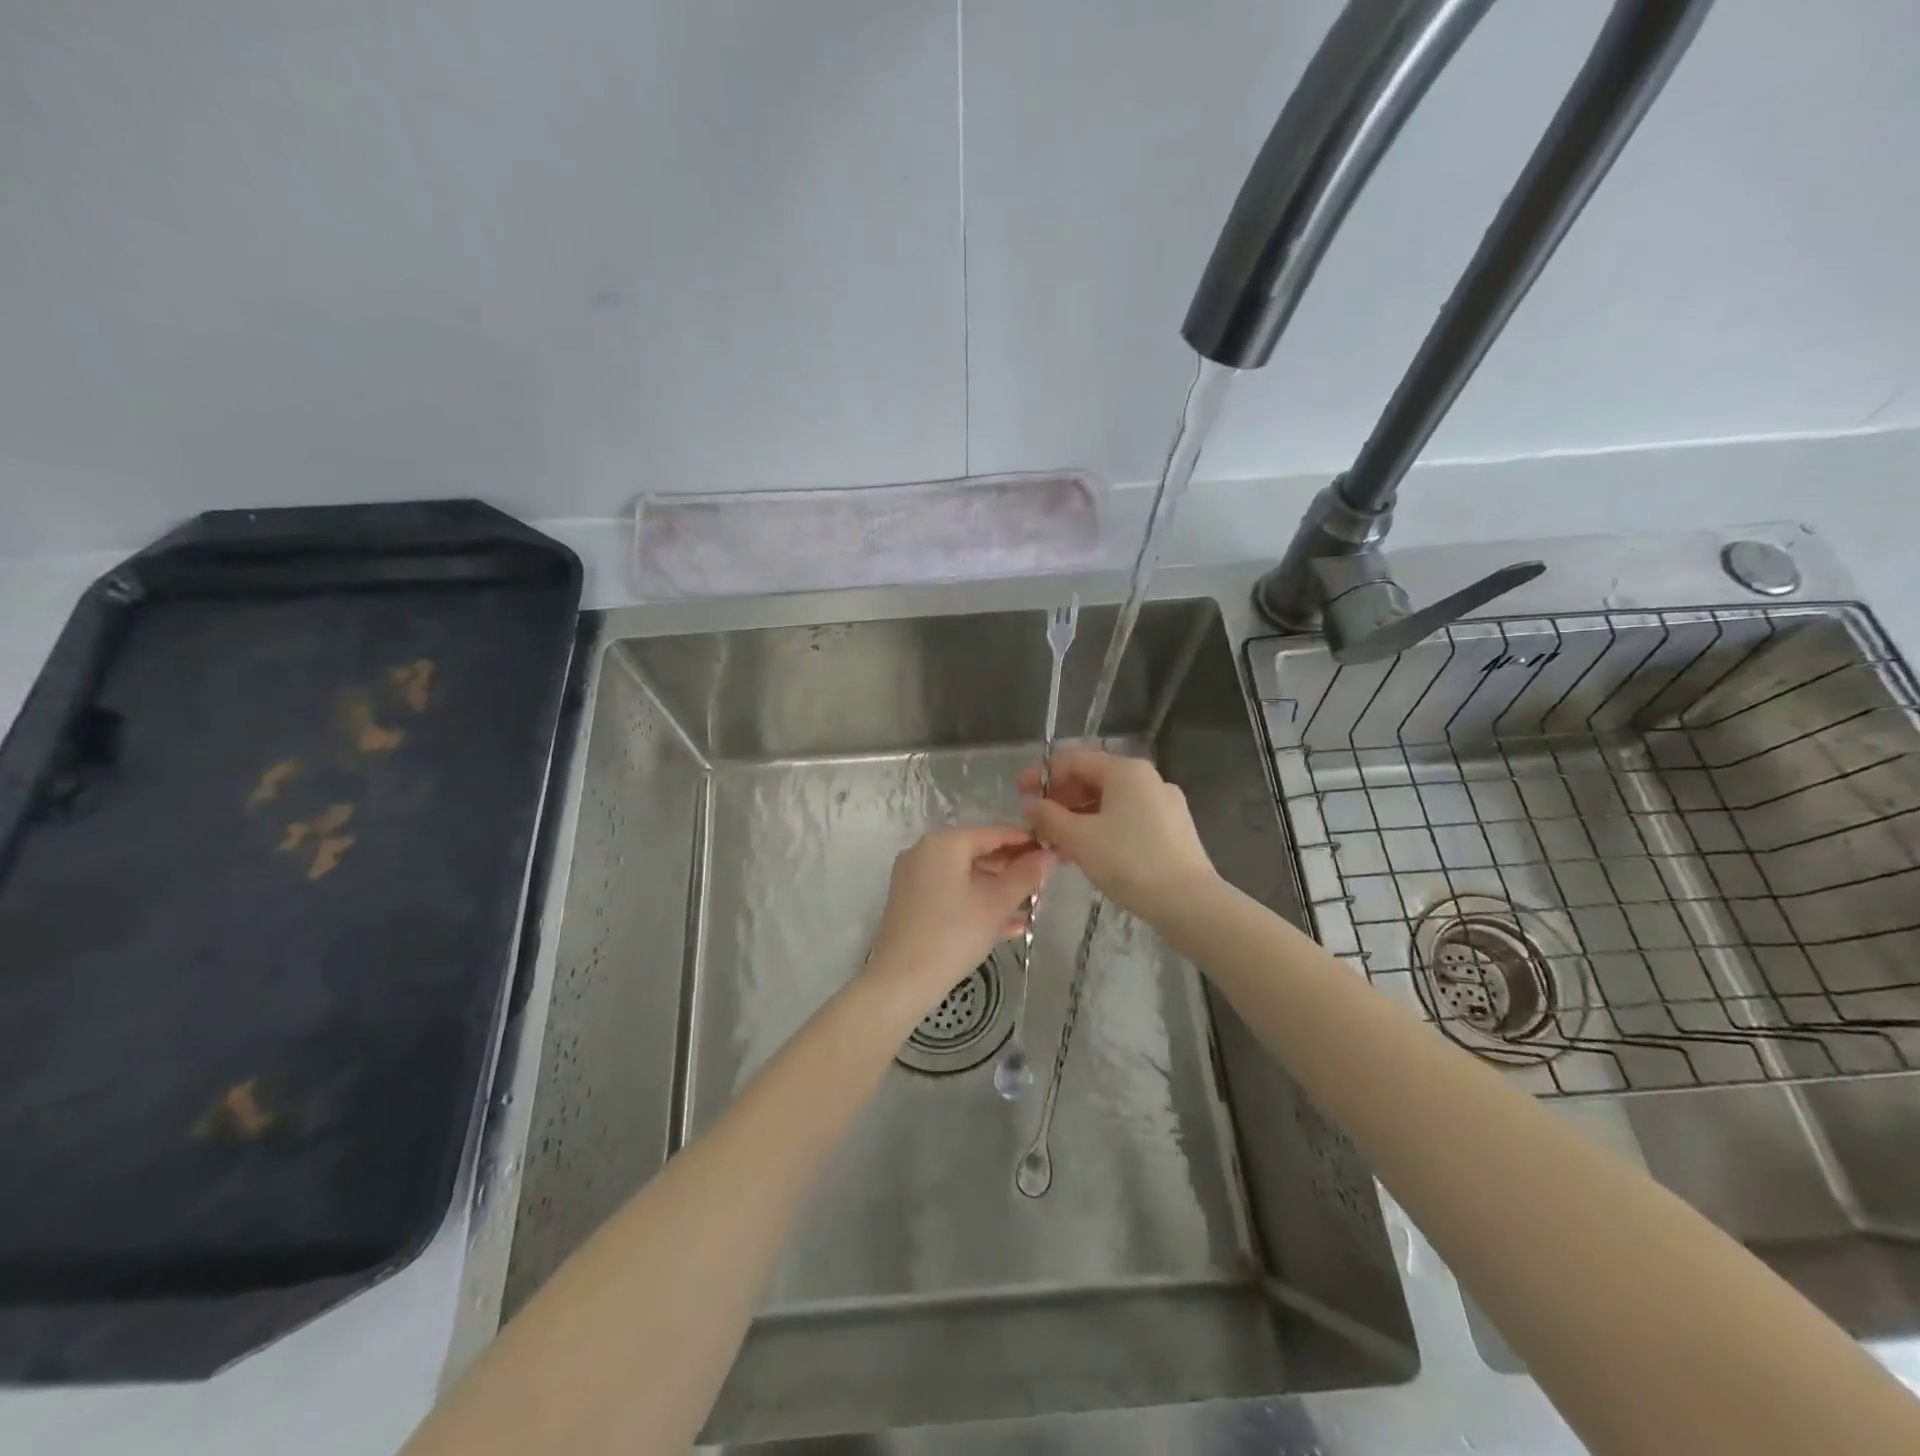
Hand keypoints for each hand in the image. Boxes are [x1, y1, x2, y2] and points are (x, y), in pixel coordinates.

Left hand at [863, 826, 1053, 1019]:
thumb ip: (1025, 876)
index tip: (1053, 852)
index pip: (994, 833)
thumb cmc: (953, 934)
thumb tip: (1048, 855)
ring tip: (1032, 905)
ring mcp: (915, 878)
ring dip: (998, 889)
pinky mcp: (912, 903)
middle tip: (1044, 883)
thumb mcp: (996, 904)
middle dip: (1012, 868)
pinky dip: (977, 903)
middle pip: (978, 852)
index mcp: (944, 843)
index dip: (1026, 841)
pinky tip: (1008, 926)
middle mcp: (925, 852)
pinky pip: (952, 893)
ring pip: (966, 876)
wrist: (901, 981)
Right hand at [1020, 748, 1218, 921]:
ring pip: (1110, 802)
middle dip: (1061, 799)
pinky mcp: (1172, 829)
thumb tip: (1030, 804)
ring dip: (1078, 817)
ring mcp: (1164, 804)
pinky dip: (1102, 829)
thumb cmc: (1129, 862)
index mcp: (1125, 770)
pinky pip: (1127, 819)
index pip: (1073, 759)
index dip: (1042, 775)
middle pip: (1093, 779)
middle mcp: (1147, 778)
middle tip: (1037, 823)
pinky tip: (1087, 854)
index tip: (1020, 794)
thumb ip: (1049, 817)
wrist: (1189, 903)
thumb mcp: (1079, 839)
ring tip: (1056, 843)